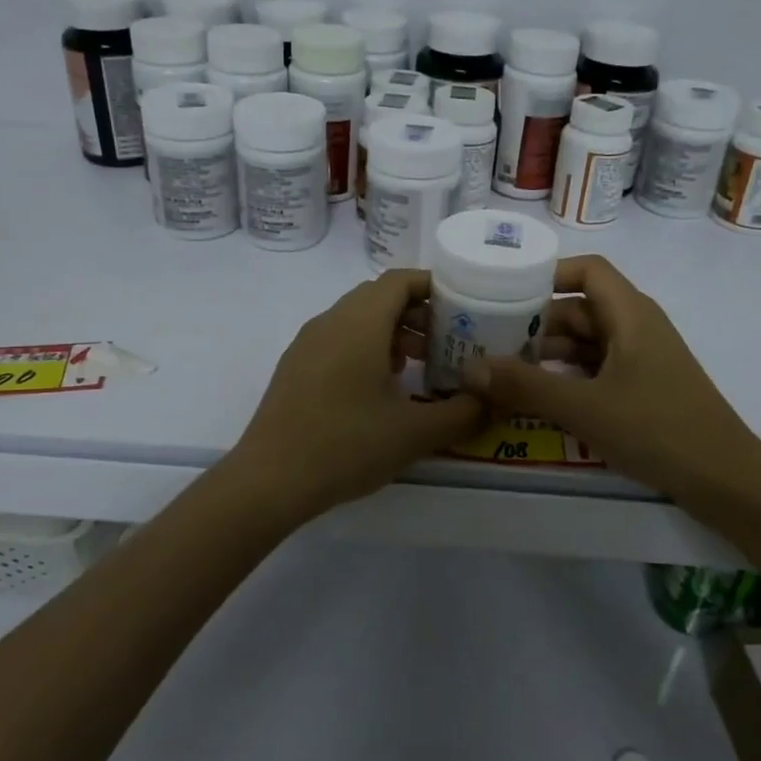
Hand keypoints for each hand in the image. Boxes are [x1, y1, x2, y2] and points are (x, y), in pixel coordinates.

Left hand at [227, 269, 485, 522]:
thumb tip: (491, 402)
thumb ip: (462, 414)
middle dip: (417, 313)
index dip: (434, 287)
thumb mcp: (415, 433)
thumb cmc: (346, 445)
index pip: (400, 280)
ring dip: (391, 333)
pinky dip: (366, 349)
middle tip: (448, 343)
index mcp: (359, 323)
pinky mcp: (295, 368)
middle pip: (379, 297)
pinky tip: (380, 389)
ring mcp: (307, 344)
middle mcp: (330, 322)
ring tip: (418, 367)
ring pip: (357, 320)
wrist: (269, 480)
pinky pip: (338, 341)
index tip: (464, 308)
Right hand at [462, 255, 760, 504]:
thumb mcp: (584, 407)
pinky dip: (567, 376)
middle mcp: (637, 328)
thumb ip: (525, 386)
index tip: (505, 290)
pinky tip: (538, 396)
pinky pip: (596, 369)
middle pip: (580, 308)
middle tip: (488, 339)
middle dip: (535, 322)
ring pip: (586, 343)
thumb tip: (469, 369)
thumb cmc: (658, 429)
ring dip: (548, 353)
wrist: (726, 480)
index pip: (587, 270)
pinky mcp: (644, 389)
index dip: (548, 273)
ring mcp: (642, 360)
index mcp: (631, 314)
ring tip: (502, 370)